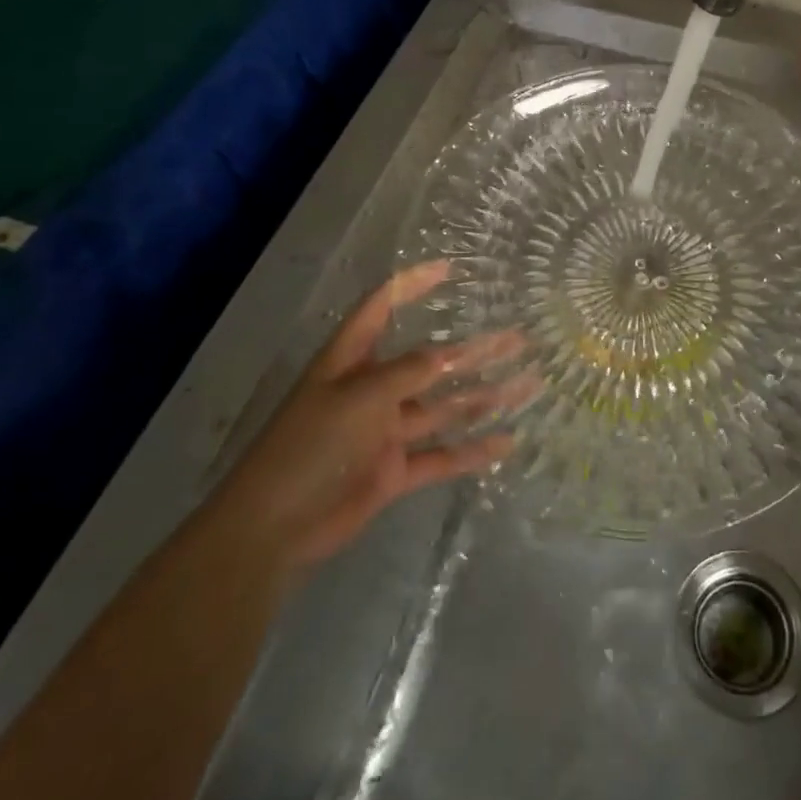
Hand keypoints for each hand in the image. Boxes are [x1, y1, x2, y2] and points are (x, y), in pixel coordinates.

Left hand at [213, 262, 529, 571]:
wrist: (272, 530)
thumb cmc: (307, 448)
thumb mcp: (356, 399)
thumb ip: (406, 374)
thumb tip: (451, 354)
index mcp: (351, 361)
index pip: (382, 308)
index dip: (412, 285)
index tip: (450, 269)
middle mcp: (372, 390)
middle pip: (430, 361)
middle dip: (474, 349)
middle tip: (518, 338)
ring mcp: (386, 431)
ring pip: (444, 407)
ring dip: (484, 396)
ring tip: (528, 384)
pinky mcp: (394, 470)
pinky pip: (441, 455)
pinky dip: (472, 451)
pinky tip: (507, 442)